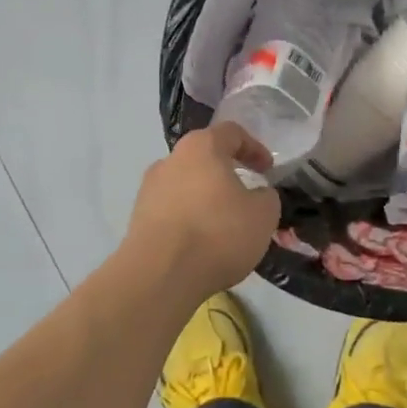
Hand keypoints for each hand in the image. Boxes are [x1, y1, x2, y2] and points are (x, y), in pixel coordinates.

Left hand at [124, 122, 280, 297]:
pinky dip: (190, 219)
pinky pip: (172, 209)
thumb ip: (267, 197)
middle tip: (247, 198)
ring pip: (187, 185)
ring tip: (225, 226)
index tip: (268, 171)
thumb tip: (257, 195)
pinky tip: (202, 243)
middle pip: (205, 158)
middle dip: (228, 175)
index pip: (231, 133)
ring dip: (207, 198)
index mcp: (202, 147)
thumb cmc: (218, 233)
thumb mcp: (264, 215)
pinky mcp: (138, 217)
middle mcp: (171, 159)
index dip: (255, 148)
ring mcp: (149, 188)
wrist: (160, 274)